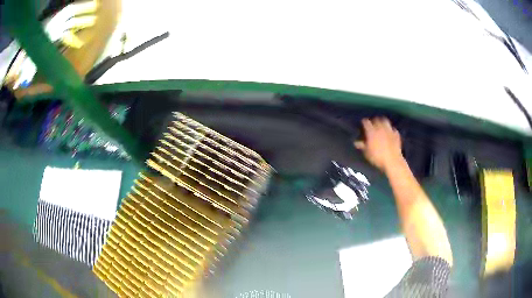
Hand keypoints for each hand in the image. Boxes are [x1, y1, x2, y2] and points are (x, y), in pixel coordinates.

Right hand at [354, 117, 402, 171]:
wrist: (392, 161)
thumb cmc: (377, 157)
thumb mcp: (367, 153)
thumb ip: (362, 146)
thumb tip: (356, 142)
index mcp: (371, 132)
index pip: (366, 122)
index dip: (364, 122)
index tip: (363, 123)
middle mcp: (380, 128)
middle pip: (376, 119)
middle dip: (374, 120)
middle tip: (372, 124)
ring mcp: (389, 130)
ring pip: (385, 121)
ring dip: (382, 122)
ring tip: (381, 125)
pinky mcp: (396, 134)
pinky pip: (393, 129)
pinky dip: (391, 130)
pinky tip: (390, 133)